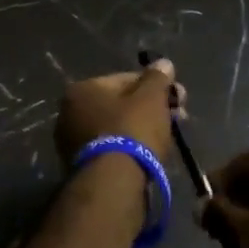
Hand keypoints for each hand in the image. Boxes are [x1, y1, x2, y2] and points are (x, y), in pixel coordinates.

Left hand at [53, 60, 185, 166]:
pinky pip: (112, 148)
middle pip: (121, 104)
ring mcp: (72, 143)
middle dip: (151, 108)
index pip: (126, 79)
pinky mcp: (81, 167)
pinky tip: (150, 154)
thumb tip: (163, 63)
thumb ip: (157, 77)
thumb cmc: (131, 130)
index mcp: (82, 89)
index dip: (155, 87)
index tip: (177, 98)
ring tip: (168, 137)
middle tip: (178, 117)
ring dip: (142, 128)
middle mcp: (69, 113)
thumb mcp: (151, 97)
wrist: (113, 184)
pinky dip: (130, 148)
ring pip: (117, 128)